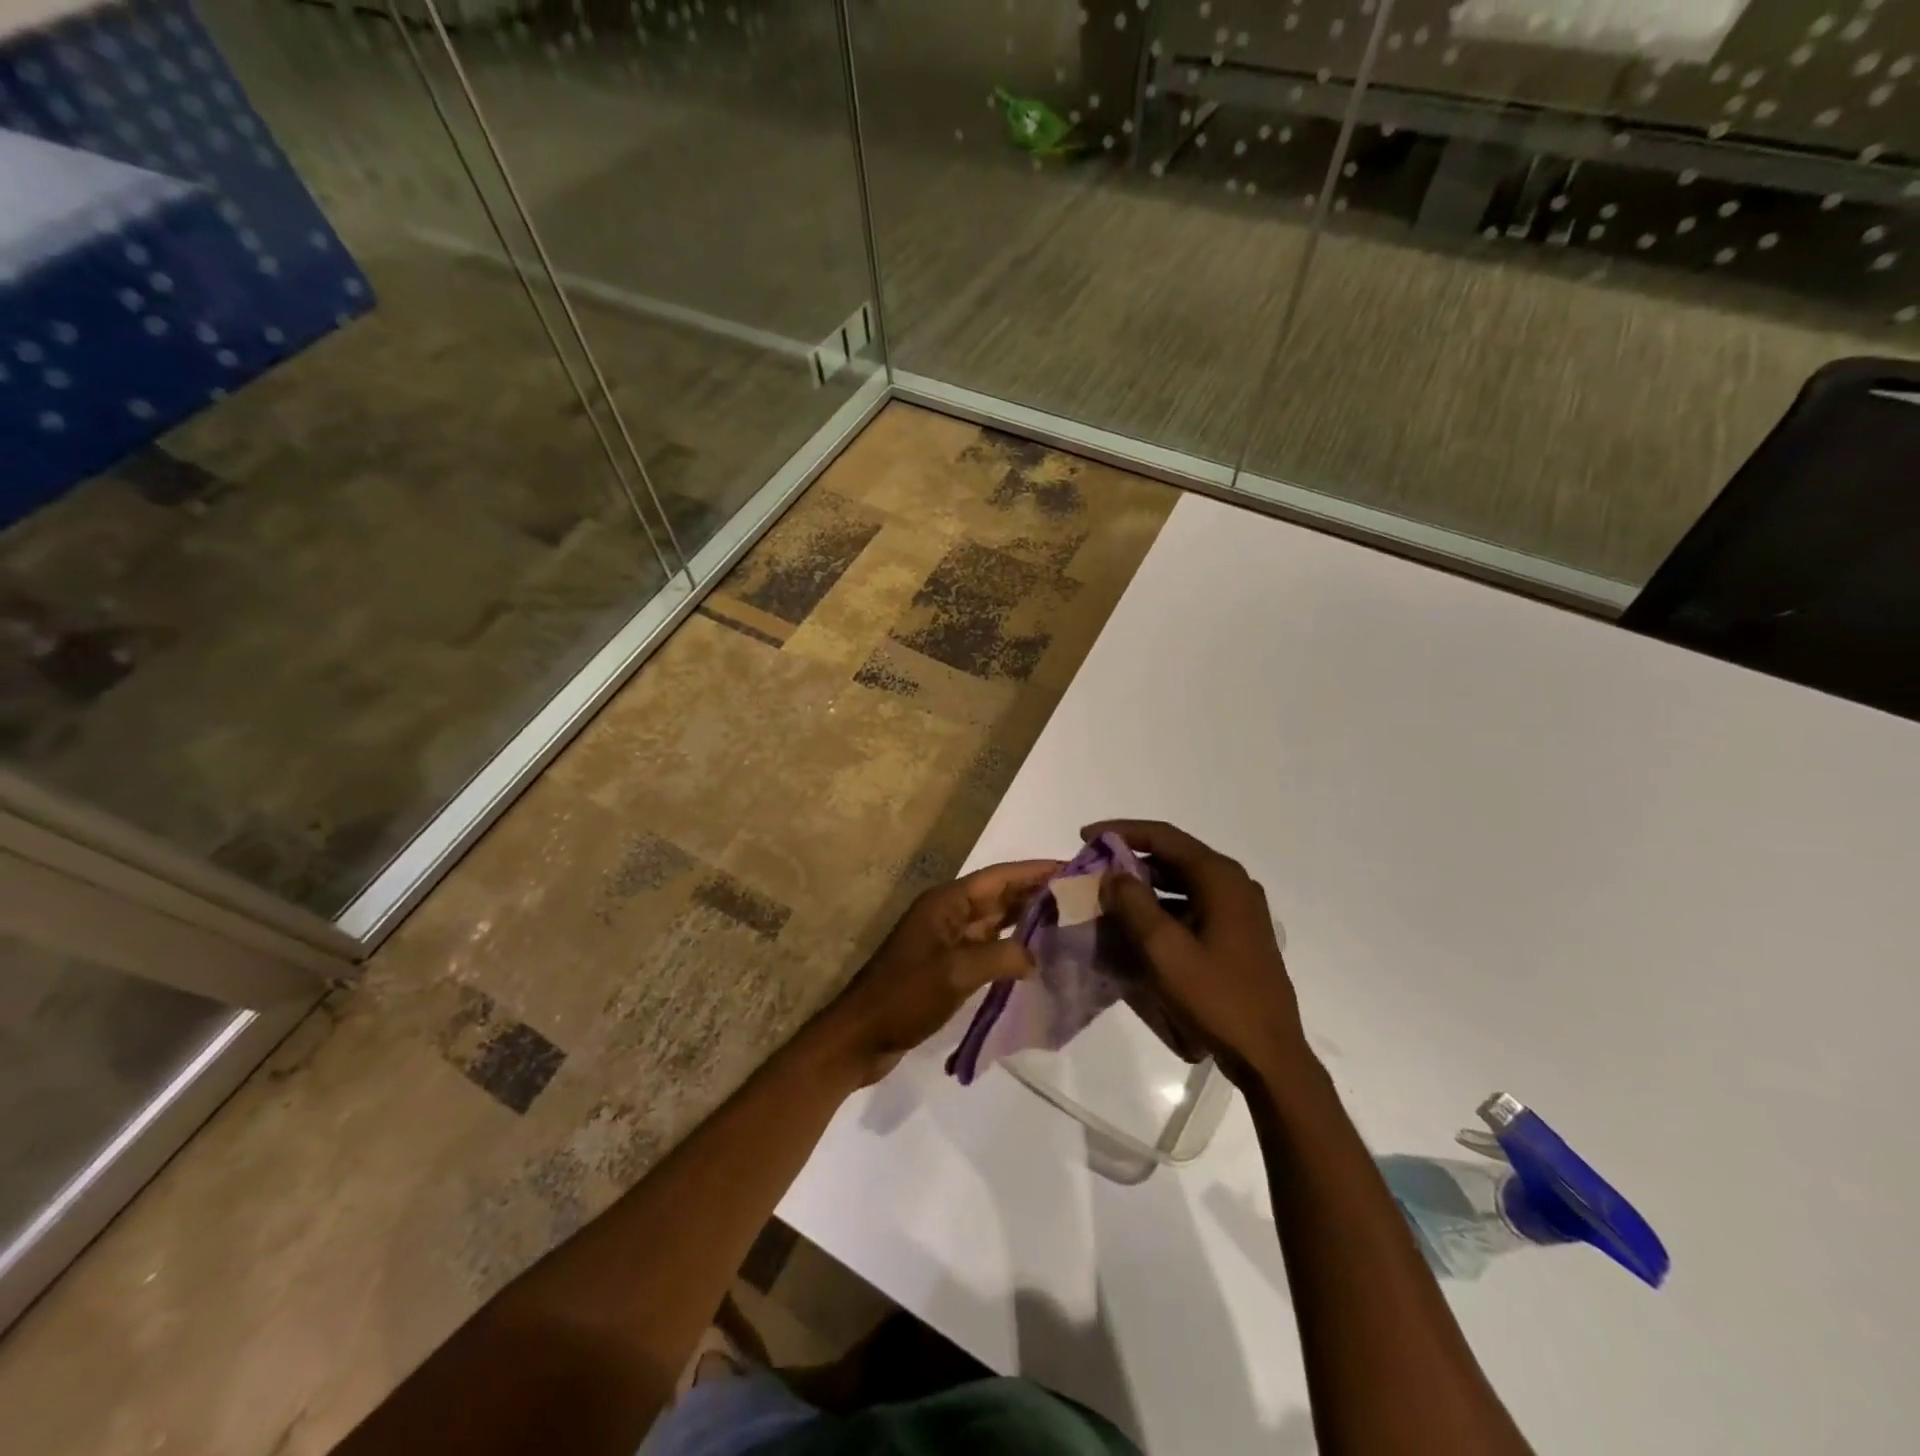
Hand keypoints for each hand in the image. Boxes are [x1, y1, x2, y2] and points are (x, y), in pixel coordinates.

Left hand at [826, 859, 1060, 1083]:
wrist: (860, 1036)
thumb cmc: (904, 996)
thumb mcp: (955, 973)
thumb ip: (1002, 957)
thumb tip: (1038, 957)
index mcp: (946, 903)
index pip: (998, 877)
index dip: (1034, 871)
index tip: (1072, 869)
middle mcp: (948, 914)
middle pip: (999, 896)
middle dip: (1036, 894)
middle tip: (1080, 898)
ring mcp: (947, 940)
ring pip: (995, 922)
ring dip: (1027, 921)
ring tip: (1068, 923)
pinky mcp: (948, 966)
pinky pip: (988, 947)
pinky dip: (1012, 948)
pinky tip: (1038, 958)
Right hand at [1084, 820, 1308, 1085]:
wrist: (1269, 1056)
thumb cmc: (1216, 998)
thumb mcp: (1164, 950)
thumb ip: (1133, 905)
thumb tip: (1113, 874)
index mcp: (1220, 878)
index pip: (1163, 836)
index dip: (1122, 832)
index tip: (1085, 837)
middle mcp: (1233, 884)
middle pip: (1174, 856)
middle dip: (1130, 859)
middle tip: (1093, 870)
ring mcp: (1239, 910)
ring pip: (1182, 882)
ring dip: (1145, 885)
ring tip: (1108, 898)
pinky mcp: (1238, 934)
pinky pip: (1192, 905)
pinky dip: (1162, 908)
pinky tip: (1137, 927)